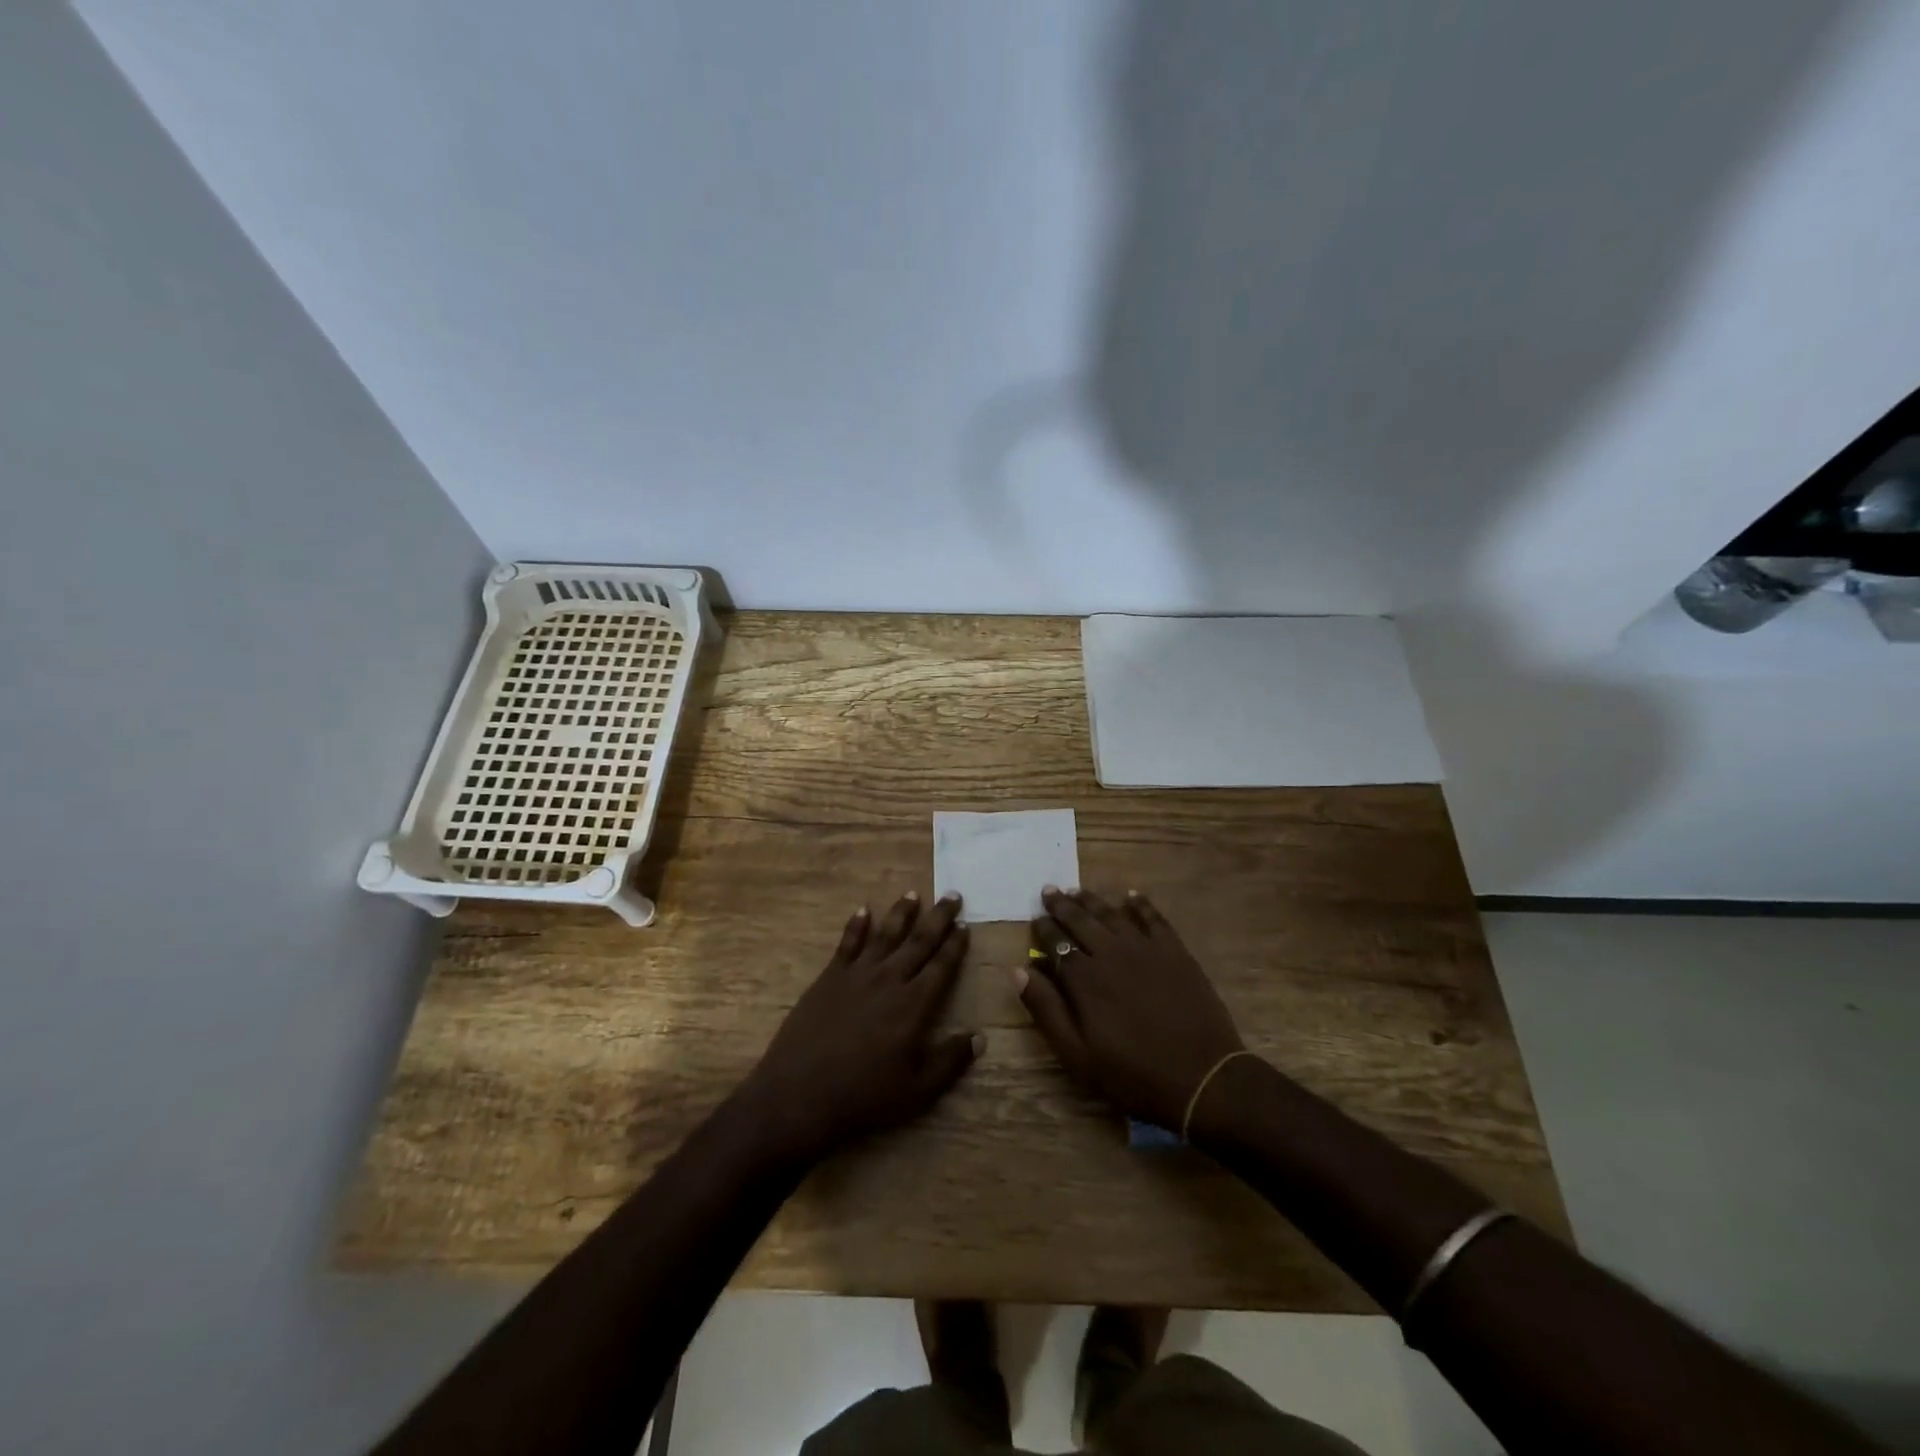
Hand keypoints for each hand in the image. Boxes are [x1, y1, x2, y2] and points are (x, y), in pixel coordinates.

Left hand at [740, 892, 979, 1164]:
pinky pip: (847, 944)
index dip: (955, 944)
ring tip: (913, 894)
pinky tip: (863, 910)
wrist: (800, 1095)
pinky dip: (856, 925)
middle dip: (938, 917)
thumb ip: (950, 1061)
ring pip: (885, 934)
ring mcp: (857, 975)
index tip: (965, 925)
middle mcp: (889, 979)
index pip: (942, 965)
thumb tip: (980, 1037)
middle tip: (952, 895)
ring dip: (901, 913)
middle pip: (919, 941)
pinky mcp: (829, 978)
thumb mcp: (917, 1090)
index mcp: (914, 1004)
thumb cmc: (864, 1096)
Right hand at [1017, 888, 1243, 1130]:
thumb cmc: (1133, 1074)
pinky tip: (1131, 894)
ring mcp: (1146, 949)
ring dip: (1092, 900)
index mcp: (1085, 979)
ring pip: (1112, 915)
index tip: (1034, 918)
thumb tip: (1019, 970)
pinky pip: (1154, 919)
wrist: (1202, 1078)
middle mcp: (1112, 953)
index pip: (1056, 944)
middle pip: (1081, 921)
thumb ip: (1046, 1010)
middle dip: (1062, 905)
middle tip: (1049, 890)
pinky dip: (1140, 904)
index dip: (1043, 929)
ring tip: (1077, 890)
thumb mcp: (1078, 1055)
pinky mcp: (1175, 952)